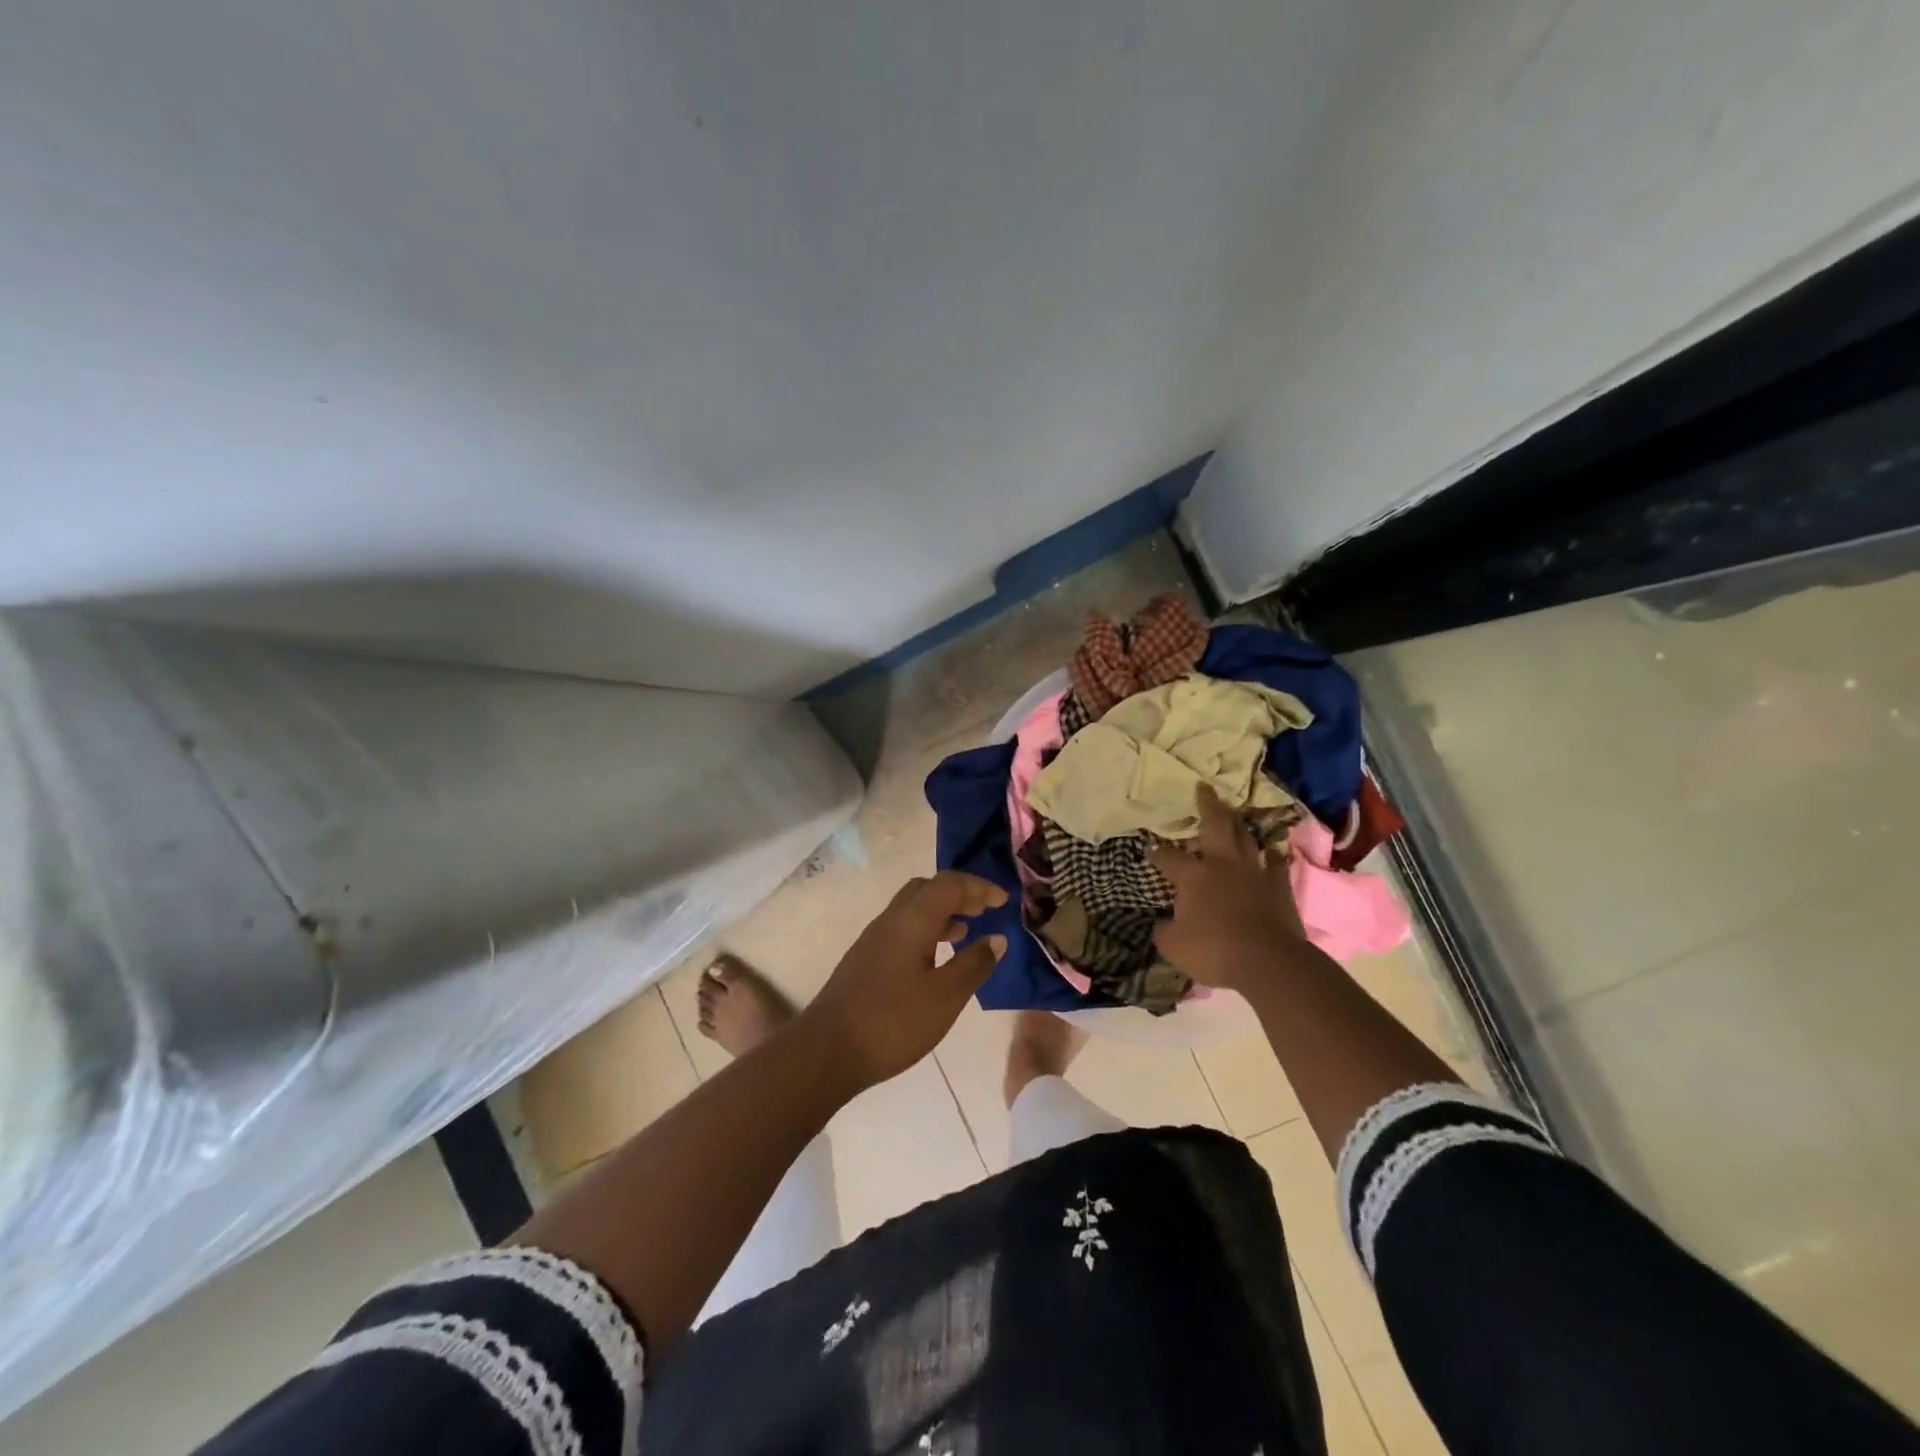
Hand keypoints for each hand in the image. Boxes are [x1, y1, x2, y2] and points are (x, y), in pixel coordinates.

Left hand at [799, 871, 1008, 1088]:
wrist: (826, 1051)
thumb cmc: (892, 1022)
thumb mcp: (945, 997)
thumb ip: (974, 964)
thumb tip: (997, 938)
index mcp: (912, 920)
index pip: (949, 884)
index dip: (979, 887)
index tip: (1004, 902)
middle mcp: (891, 920)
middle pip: (928, 888)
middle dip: (959, 894)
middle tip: (984, 912)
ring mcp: (874, 939)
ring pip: (913, 909)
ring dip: (942, 913)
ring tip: (966, 934)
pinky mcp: (866, 959)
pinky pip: (903, 928)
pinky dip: (927, 931)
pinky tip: (936, 961)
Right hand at [1149, 785, 1307, 992]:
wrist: (1268, 962)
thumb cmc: (1213, 951)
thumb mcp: (1174, 946)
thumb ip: (1165, 931)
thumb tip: (1162, 924)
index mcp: (1192, 875)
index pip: (1168, 858)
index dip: (1157, 853)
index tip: (1150, 849)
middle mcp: (1222, 864)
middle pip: (1215, 825)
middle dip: (1207, 805)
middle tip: (1204, 787)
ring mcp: (1254, 873)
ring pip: (1246, 838)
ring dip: (1239, 825)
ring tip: (1234, 814)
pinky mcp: (1280, 887)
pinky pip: (1276, 864)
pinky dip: (1271, 855)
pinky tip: (1271, 850)